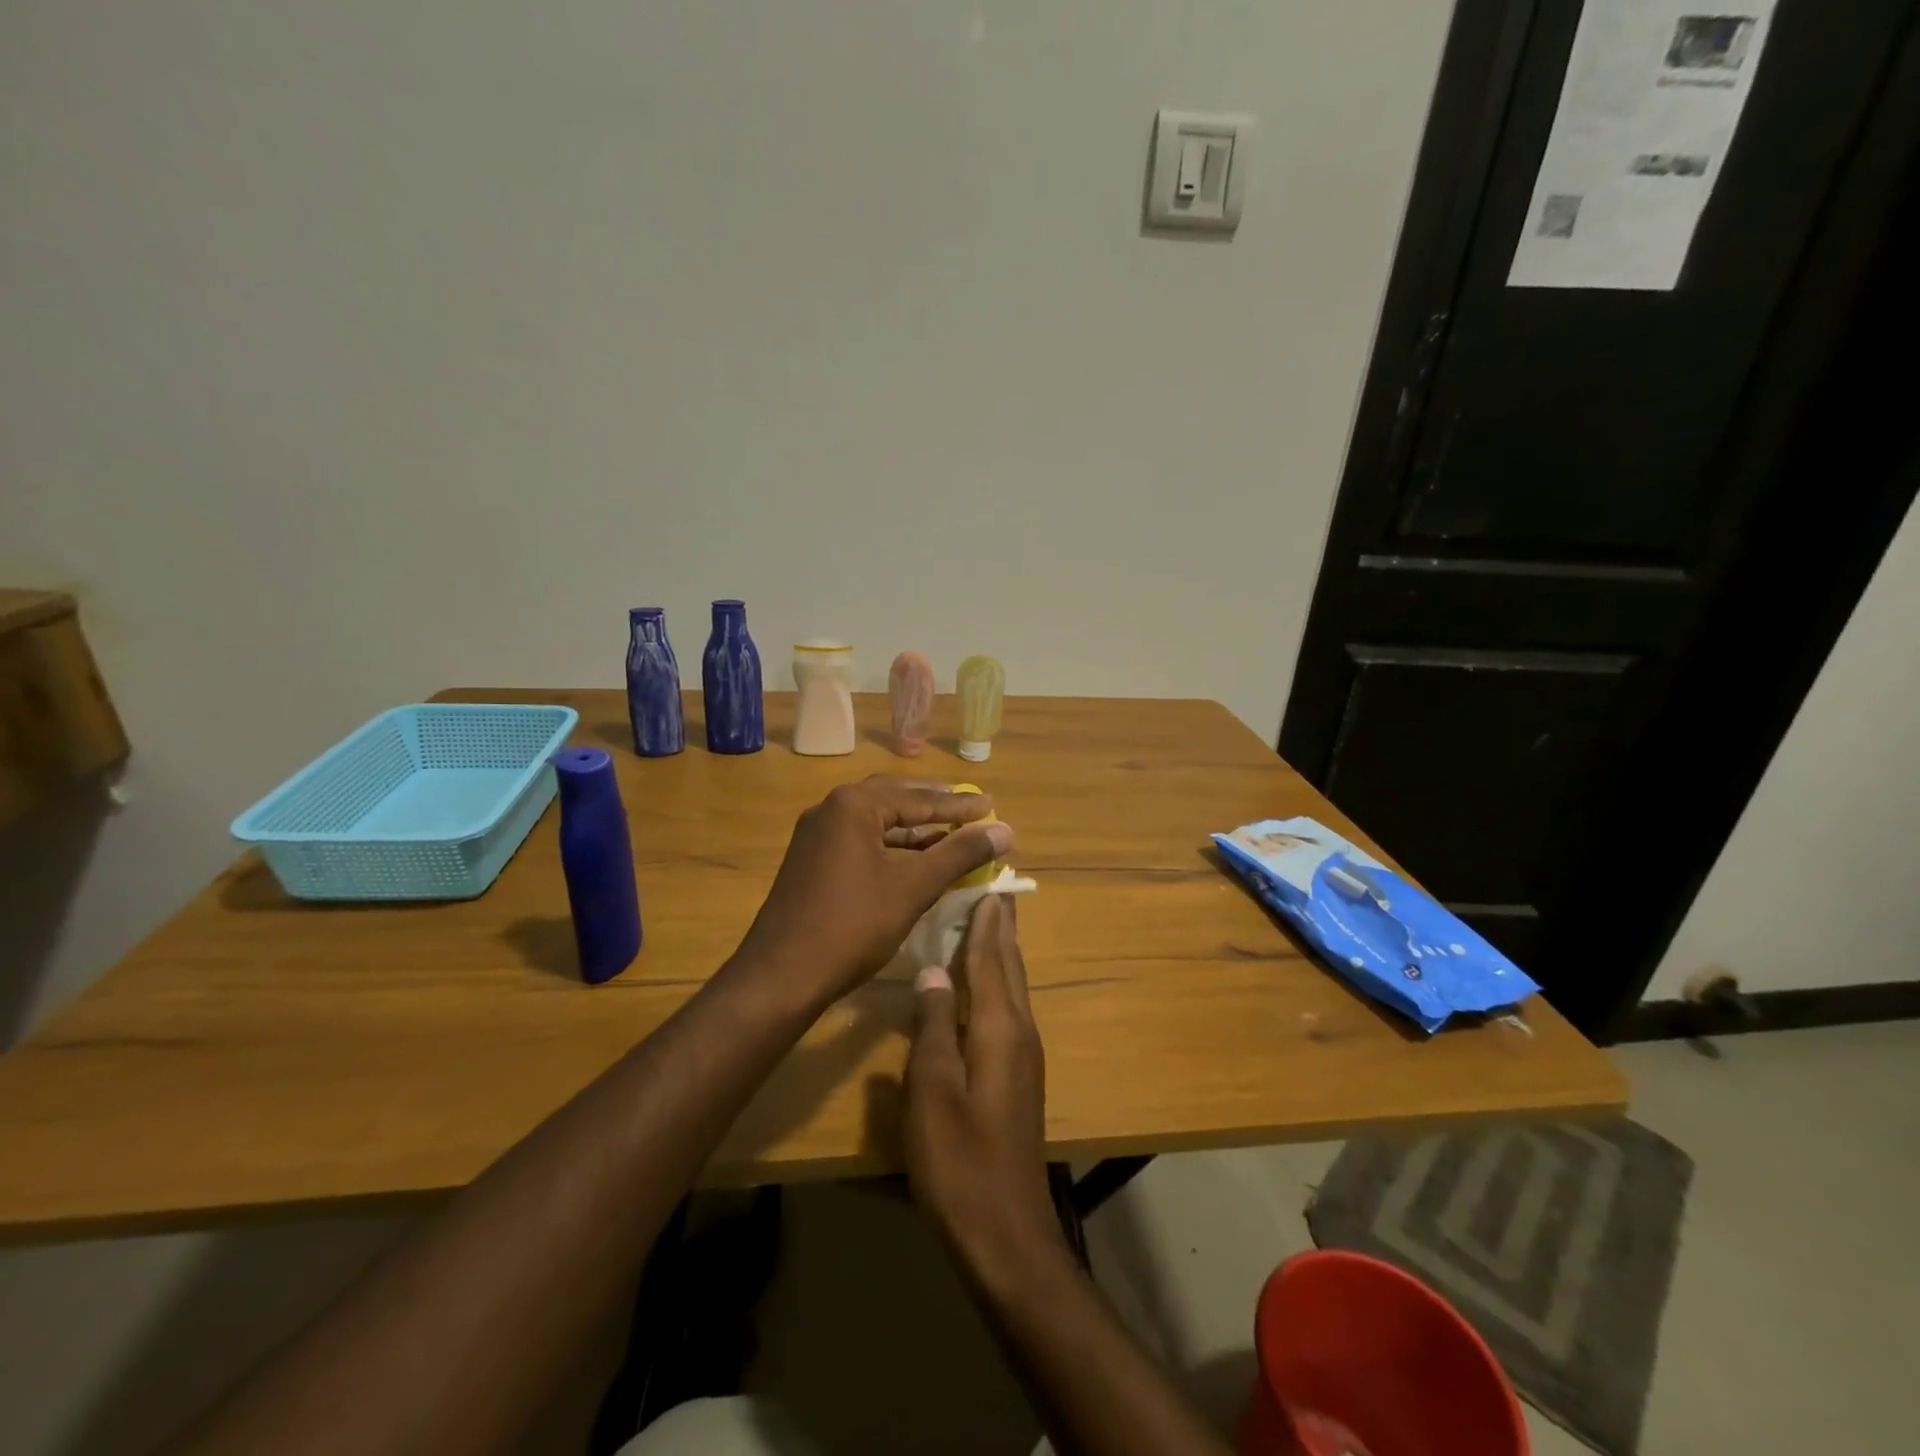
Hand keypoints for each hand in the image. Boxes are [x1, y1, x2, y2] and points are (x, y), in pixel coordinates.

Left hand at [733, 776, 1012, 1002]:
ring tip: (951, 836)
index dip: (959, 806)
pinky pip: (861, 841)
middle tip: (970, 809)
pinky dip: (892, 847)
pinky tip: (915, 862)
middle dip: (934, 807)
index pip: (918, 799)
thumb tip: (1005, 830)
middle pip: (894, 799)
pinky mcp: (811, 861)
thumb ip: (959, 854)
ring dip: (914, 829)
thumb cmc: (852, 925)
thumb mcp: (913, 887)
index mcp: (853, 805)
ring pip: (877, 822)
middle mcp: (831, 810)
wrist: (782, 976)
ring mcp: (817, 836)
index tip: (992, 805)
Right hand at [904, 894, 1068, 1290]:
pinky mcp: (1019, 1077)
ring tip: (988, 925)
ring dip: (1002, 953)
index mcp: (1000, 1027)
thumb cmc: (959, 1159)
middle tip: (993, 891)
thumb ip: (932, 1024)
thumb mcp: (931, 1090)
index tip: (986, 883)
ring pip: (1013, 988)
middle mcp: (1020, 1032)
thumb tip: (933, 968)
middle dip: (1002, 928)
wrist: (1006, 1232)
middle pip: (1011, 967)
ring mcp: (1024, 1056)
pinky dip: (997, 983)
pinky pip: (1009, 1010)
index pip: (992, 958)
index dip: (987, 921)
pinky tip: (982, 988)